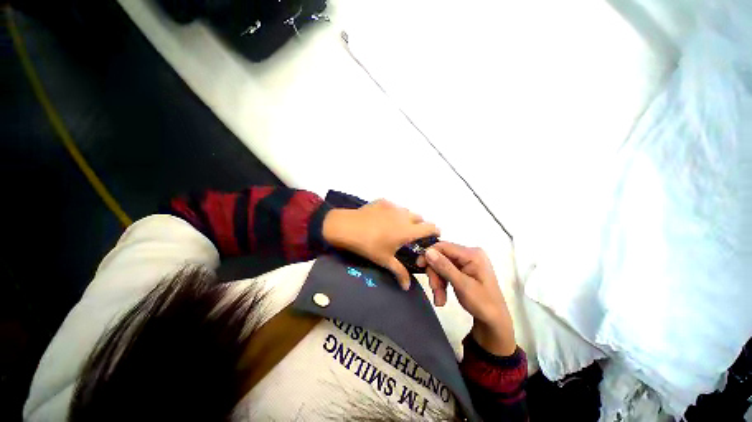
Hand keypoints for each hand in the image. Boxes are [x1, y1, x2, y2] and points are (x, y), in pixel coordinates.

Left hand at [322, 200, 439, 289]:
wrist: (346, 227)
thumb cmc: (368, 245)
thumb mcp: (384, 260)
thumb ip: (399, 272)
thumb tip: (407, 287)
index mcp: (407, 230)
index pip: (430, 227)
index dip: (435, 231)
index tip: (433, 236)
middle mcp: (404, 216)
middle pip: (419, 217)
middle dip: (420, 225)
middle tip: (411, 235)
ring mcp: (392, 206)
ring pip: (406, 211)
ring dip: (406, 218)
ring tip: (396, 226)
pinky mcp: (382, 201)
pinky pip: (393, 206)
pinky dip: (393, 212)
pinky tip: (382, 219)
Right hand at [424, 242, 516, 355]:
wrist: (495, 322)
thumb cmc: (483, 304)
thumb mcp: (462, 286)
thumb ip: (445, 267)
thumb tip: (428, 251)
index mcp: (473, 254)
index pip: (444, 246)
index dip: (429, 254)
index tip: (418, 265)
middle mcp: (469, 254)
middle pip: (442, 257)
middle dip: (435, 274)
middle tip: (434, 290)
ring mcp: (466, 262)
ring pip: (441, 265)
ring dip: (437, 281)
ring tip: (439, 299)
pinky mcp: (463, 269)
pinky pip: (446, 271)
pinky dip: (442, 283)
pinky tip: (441, 297)